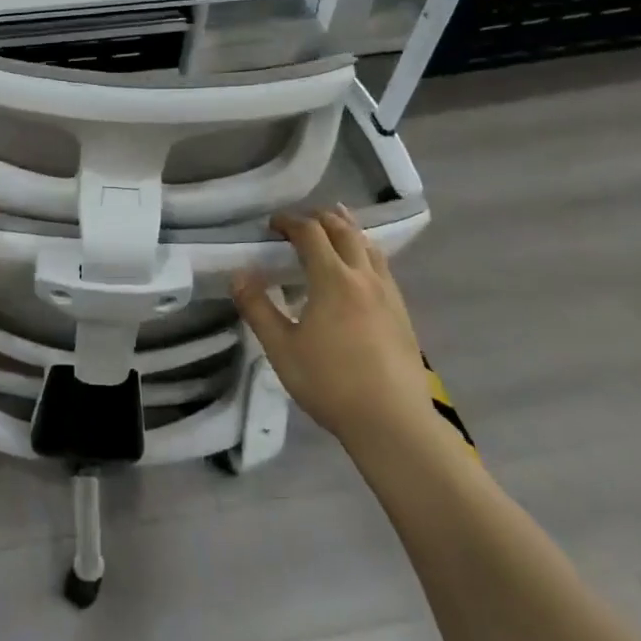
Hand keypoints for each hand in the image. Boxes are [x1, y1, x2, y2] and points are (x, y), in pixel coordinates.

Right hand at [231, 208, 445, 467]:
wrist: (392, 422)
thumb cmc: (330, 383)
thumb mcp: (281, 348)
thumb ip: (258, 308)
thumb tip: (238, 274)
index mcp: (333, 280)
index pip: (311, 233)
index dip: (290, 222)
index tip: (272, 224)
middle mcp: (364, 277)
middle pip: (344, 230)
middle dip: (319, 218)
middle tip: (298, 223)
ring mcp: (388, 293)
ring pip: (369, 245)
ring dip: (347, 230)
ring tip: (332, 228)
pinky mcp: (402, 312)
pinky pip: (382, 266)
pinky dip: (365, 252)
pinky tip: (359, 269)